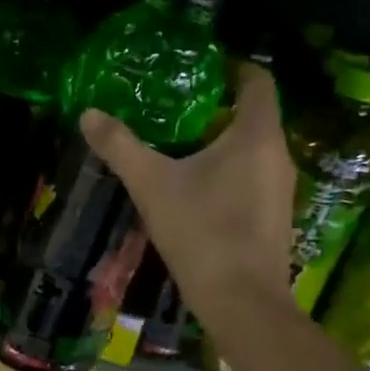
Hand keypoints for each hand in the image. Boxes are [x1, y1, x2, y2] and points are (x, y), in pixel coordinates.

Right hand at [79, 66, 294, 326]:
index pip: (257, 80)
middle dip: (216, 110)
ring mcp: (281, 190)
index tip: (200, 69)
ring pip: (253, 152)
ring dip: (221, 145)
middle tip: (175, 110)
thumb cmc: (201, 232)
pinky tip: (196, 193)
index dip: (232, 68)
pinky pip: (253, 180)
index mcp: (256, 135)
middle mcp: (278, 155)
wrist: (242, 302)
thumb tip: (88, 114)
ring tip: (179, 150)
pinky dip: (229, 175)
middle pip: (253, 116)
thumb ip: (121, 147)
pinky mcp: (275, 219)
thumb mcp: (152, 185)